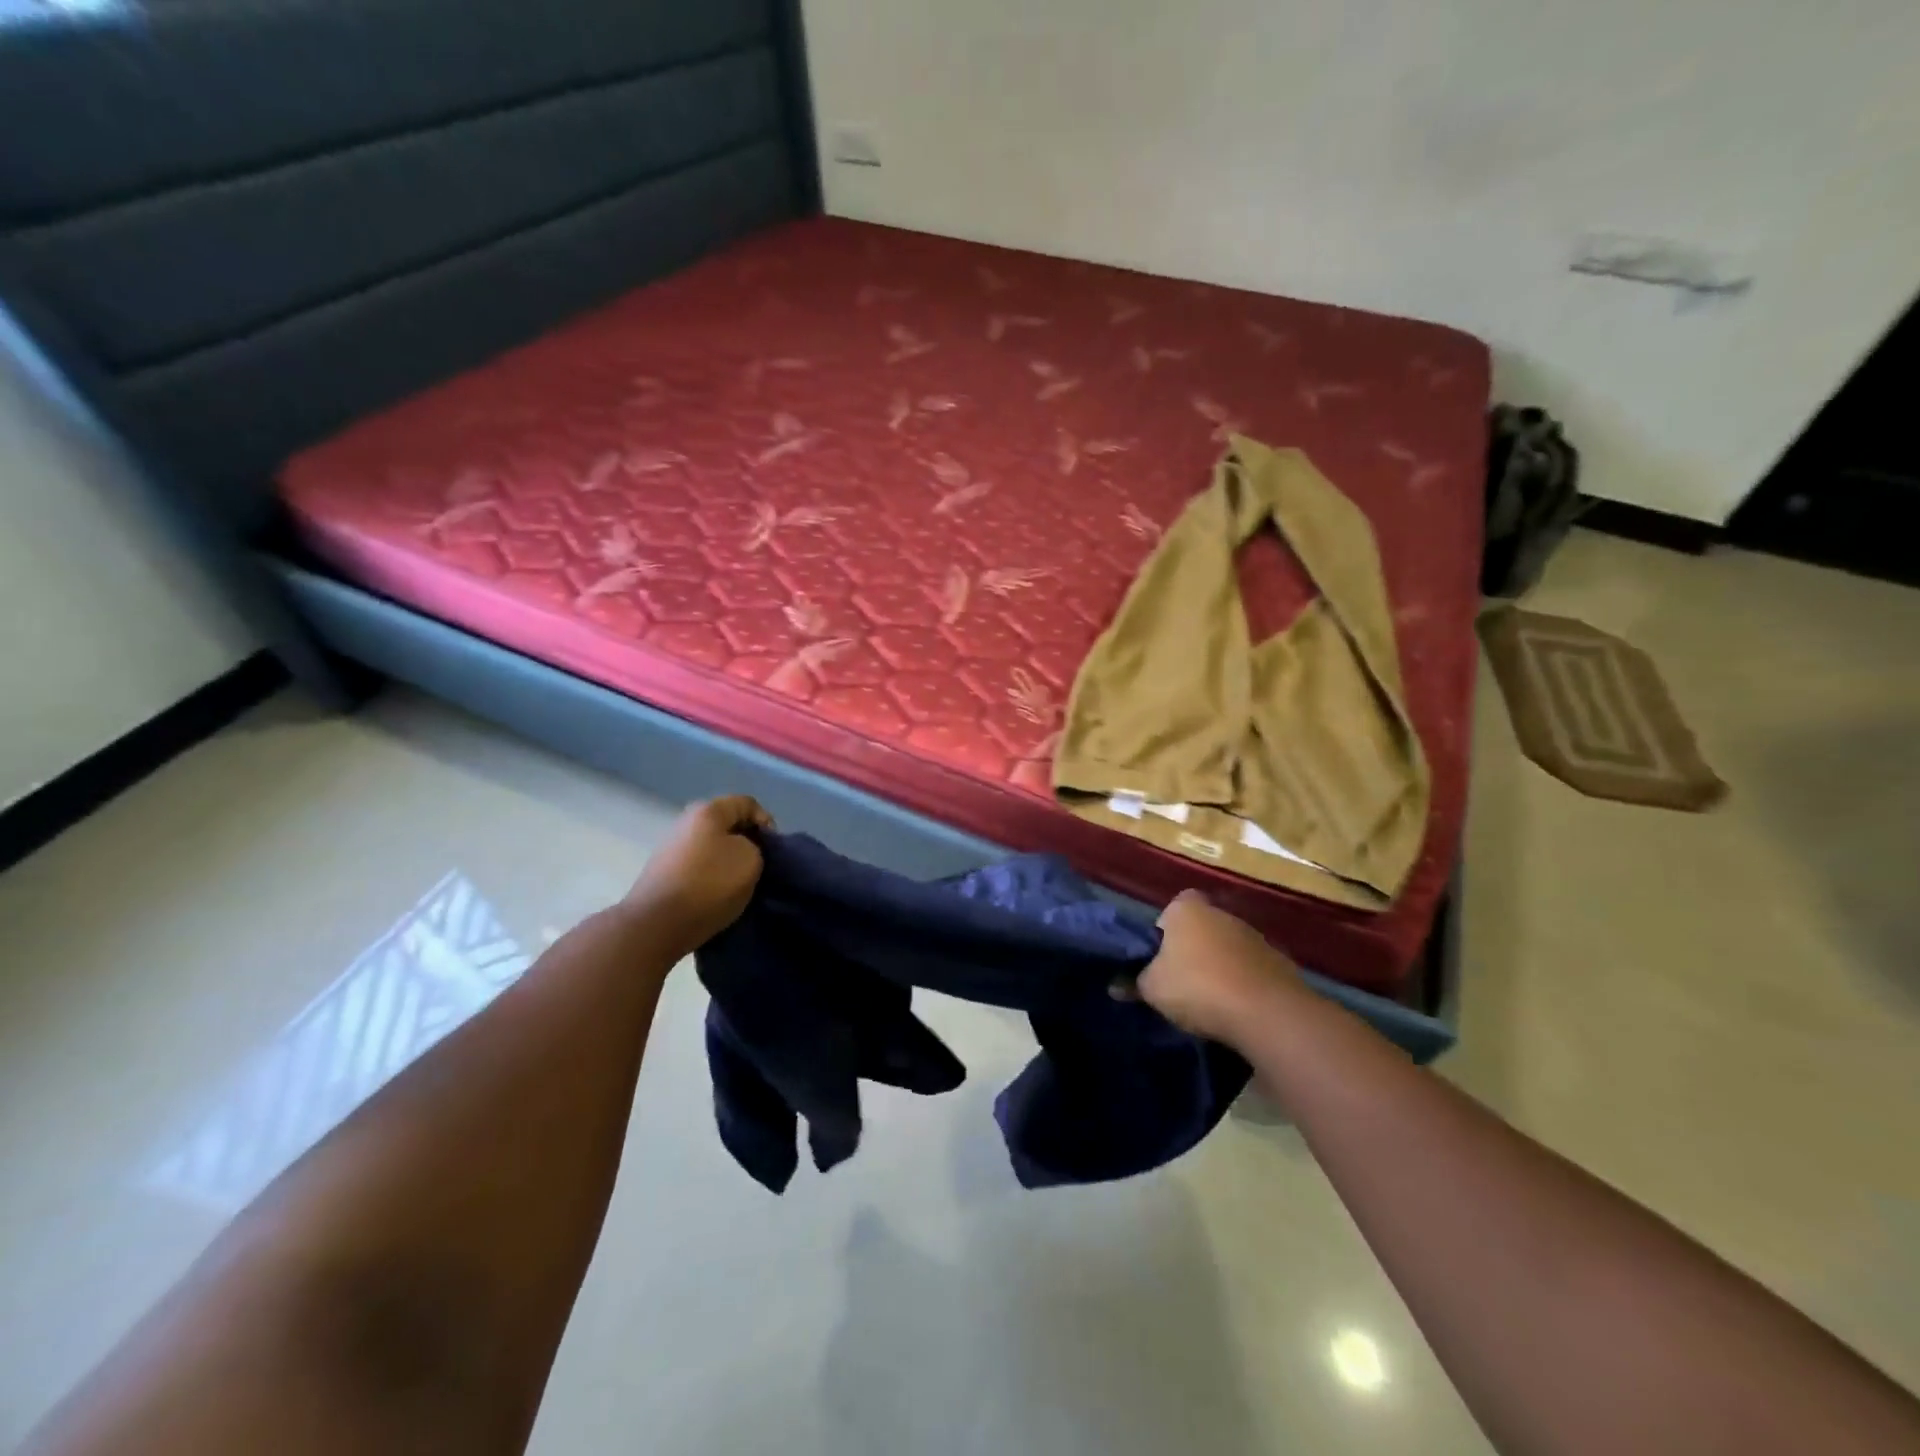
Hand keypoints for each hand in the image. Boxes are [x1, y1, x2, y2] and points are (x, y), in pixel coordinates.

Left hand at [624, 796, 773, 957]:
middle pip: (727, 824)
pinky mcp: (663, 872)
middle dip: (747, 842)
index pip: (748, 804)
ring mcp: (671, 847)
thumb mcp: (751, 860)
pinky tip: (717, 895)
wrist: (656, 924)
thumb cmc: (709, 884)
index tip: (773, 850)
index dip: (767, 823)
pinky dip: (711, 876)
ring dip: (728, 861)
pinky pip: (697, 866)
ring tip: (740, 884)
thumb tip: (742, 850)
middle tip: (759, 866)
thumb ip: (755, 846)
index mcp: (708, 810)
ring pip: (712, 846)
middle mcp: (686, 821)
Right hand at [1132, 890, 1302, 1045]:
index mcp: (1187, 910)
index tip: (1160, 958)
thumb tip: (1115, 986)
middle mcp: (1221, 913)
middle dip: (1192, 950)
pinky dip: (1244, 983)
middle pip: (1200, 928)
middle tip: (1180, 981)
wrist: (1265, 1012)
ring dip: (1220, 966)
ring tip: (1210, 1000)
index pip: (1171, 908)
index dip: (1164, 931)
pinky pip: (1251, 969)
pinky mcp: (1279, 961)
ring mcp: (1254, 936)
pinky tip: (1236, 1009)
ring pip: (1227, 948)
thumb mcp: (1152, 989)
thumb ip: (1133, 983)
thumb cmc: (1197, 986)